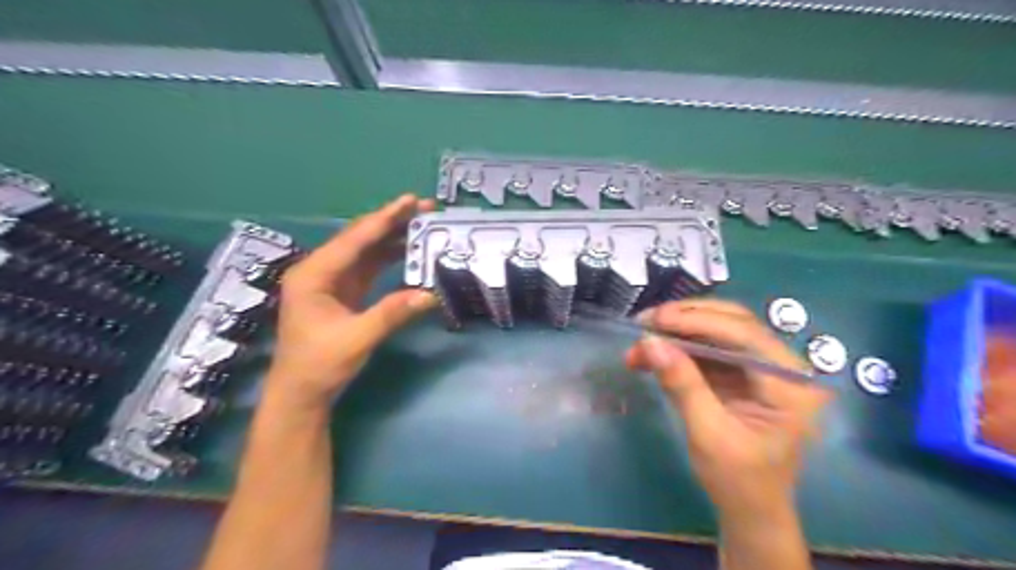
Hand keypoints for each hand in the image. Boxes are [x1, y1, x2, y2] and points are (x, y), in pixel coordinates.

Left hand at [266, 195, 435, 408]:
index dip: (385, 218)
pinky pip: (369, 266)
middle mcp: (320, 270)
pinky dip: (390, 257)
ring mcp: (332, 280)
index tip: (411, 201)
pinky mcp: (343, 291)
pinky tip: (409, 251)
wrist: (301, 392)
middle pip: (360, 238)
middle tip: (425, 209)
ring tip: (423, 225)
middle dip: (392, 221)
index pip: (354, 239)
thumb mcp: (356, 339)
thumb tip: (430, 294)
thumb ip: (392, 314)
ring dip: (393, 237)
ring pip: (366, 250)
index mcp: (314, 274)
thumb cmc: (319, 365)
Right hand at [627, 302, 833, 519]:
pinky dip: (678, 348)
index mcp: (788, 384)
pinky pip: (707, 349)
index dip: (698, 320)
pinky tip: (651, 354)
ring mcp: (759, 368)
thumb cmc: (738, 481)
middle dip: (686, 318)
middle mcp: (780, 367)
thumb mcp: (708, 434)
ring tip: (640, 341)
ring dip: (677, 332)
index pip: (744, 334)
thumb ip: (682, 384)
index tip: (656, 319)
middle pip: (733, 322)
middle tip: (645, 322)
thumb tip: (650, 342)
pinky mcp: (739, 374)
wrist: (750, 510)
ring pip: (717, 331)